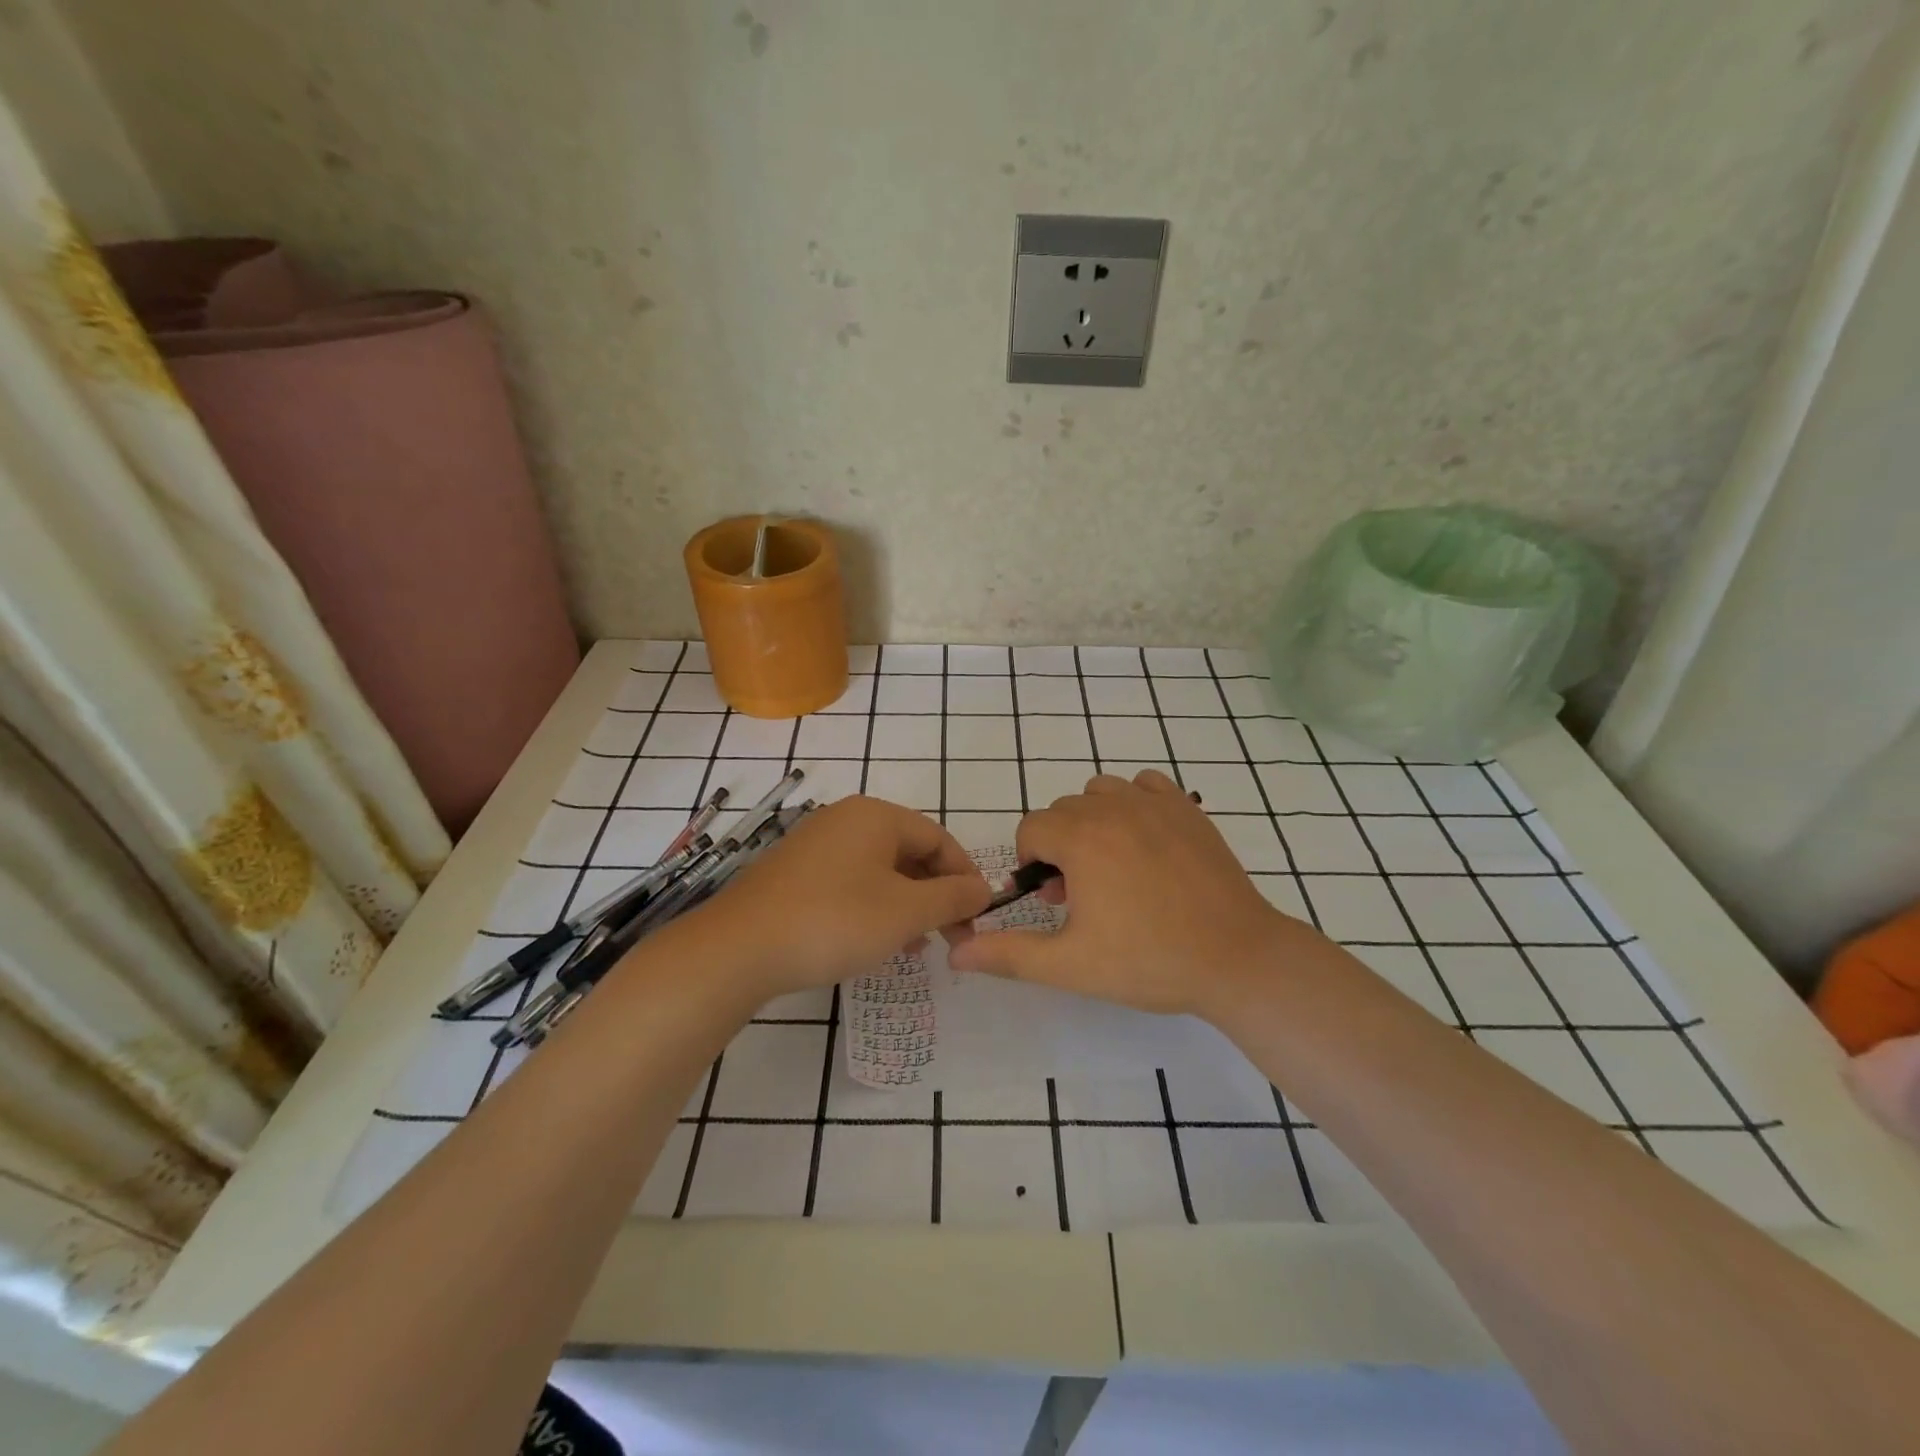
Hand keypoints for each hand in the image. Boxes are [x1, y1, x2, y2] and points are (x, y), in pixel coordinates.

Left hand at [676, 795, 991, 1002]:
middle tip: (952, 938)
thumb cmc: (834, 921)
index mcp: (876, 816)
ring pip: (880, 871)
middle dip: (936, 896)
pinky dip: (874, 907)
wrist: (738, 949)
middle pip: (909, 853)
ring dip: (907, 905)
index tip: (979, 918)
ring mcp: (815, 844)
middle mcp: (846, 819)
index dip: (965, 878)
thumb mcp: (906, 912)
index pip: (939, 839)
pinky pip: (850, 882)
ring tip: (919, 945)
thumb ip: (953, 898)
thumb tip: (984, 890)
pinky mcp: (794, 873)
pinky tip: (878, 941)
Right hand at [948, 770, 1318, 1018]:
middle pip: (1063, 811)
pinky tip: (1146, 844)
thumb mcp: (1070, 965)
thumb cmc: (1149, 961)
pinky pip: (1145, 785)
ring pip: (1101, 793)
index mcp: (1080, 838)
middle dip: (1060, 848)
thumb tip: (957, 952)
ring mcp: (1155, 803)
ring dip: (1093, 822)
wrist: (1236, 958)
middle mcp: (1113, 807)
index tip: (1053, 900)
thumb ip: (1009, 954)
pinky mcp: (1188, 808)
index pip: (1031, 828)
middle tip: (1082, 896)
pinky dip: (1134, 804)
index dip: (1031, 864)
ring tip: (1111, 867)